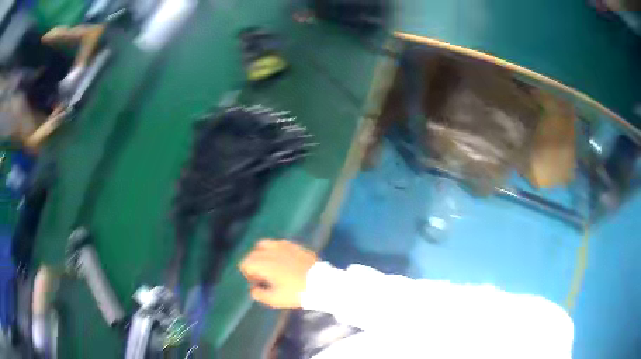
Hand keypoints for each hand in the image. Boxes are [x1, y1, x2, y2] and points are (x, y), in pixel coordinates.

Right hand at [239, 239, 317, 307]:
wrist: (321, 283)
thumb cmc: (296, 292)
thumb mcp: (275, 300)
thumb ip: (259, 294)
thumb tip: (253, 289)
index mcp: (263, 264)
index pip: (245, 262)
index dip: (247, 273)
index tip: (256, 282)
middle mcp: (270, 251)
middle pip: (253, 253)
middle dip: (253, 264)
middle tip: (263, 276)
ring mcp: (283, 246)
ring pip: (264, 244)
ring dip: (262, 254)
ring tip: (270, 265)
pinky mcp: (295, 245)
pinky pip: (278, 243)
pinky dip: (275, 250)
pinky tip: (283, 260)